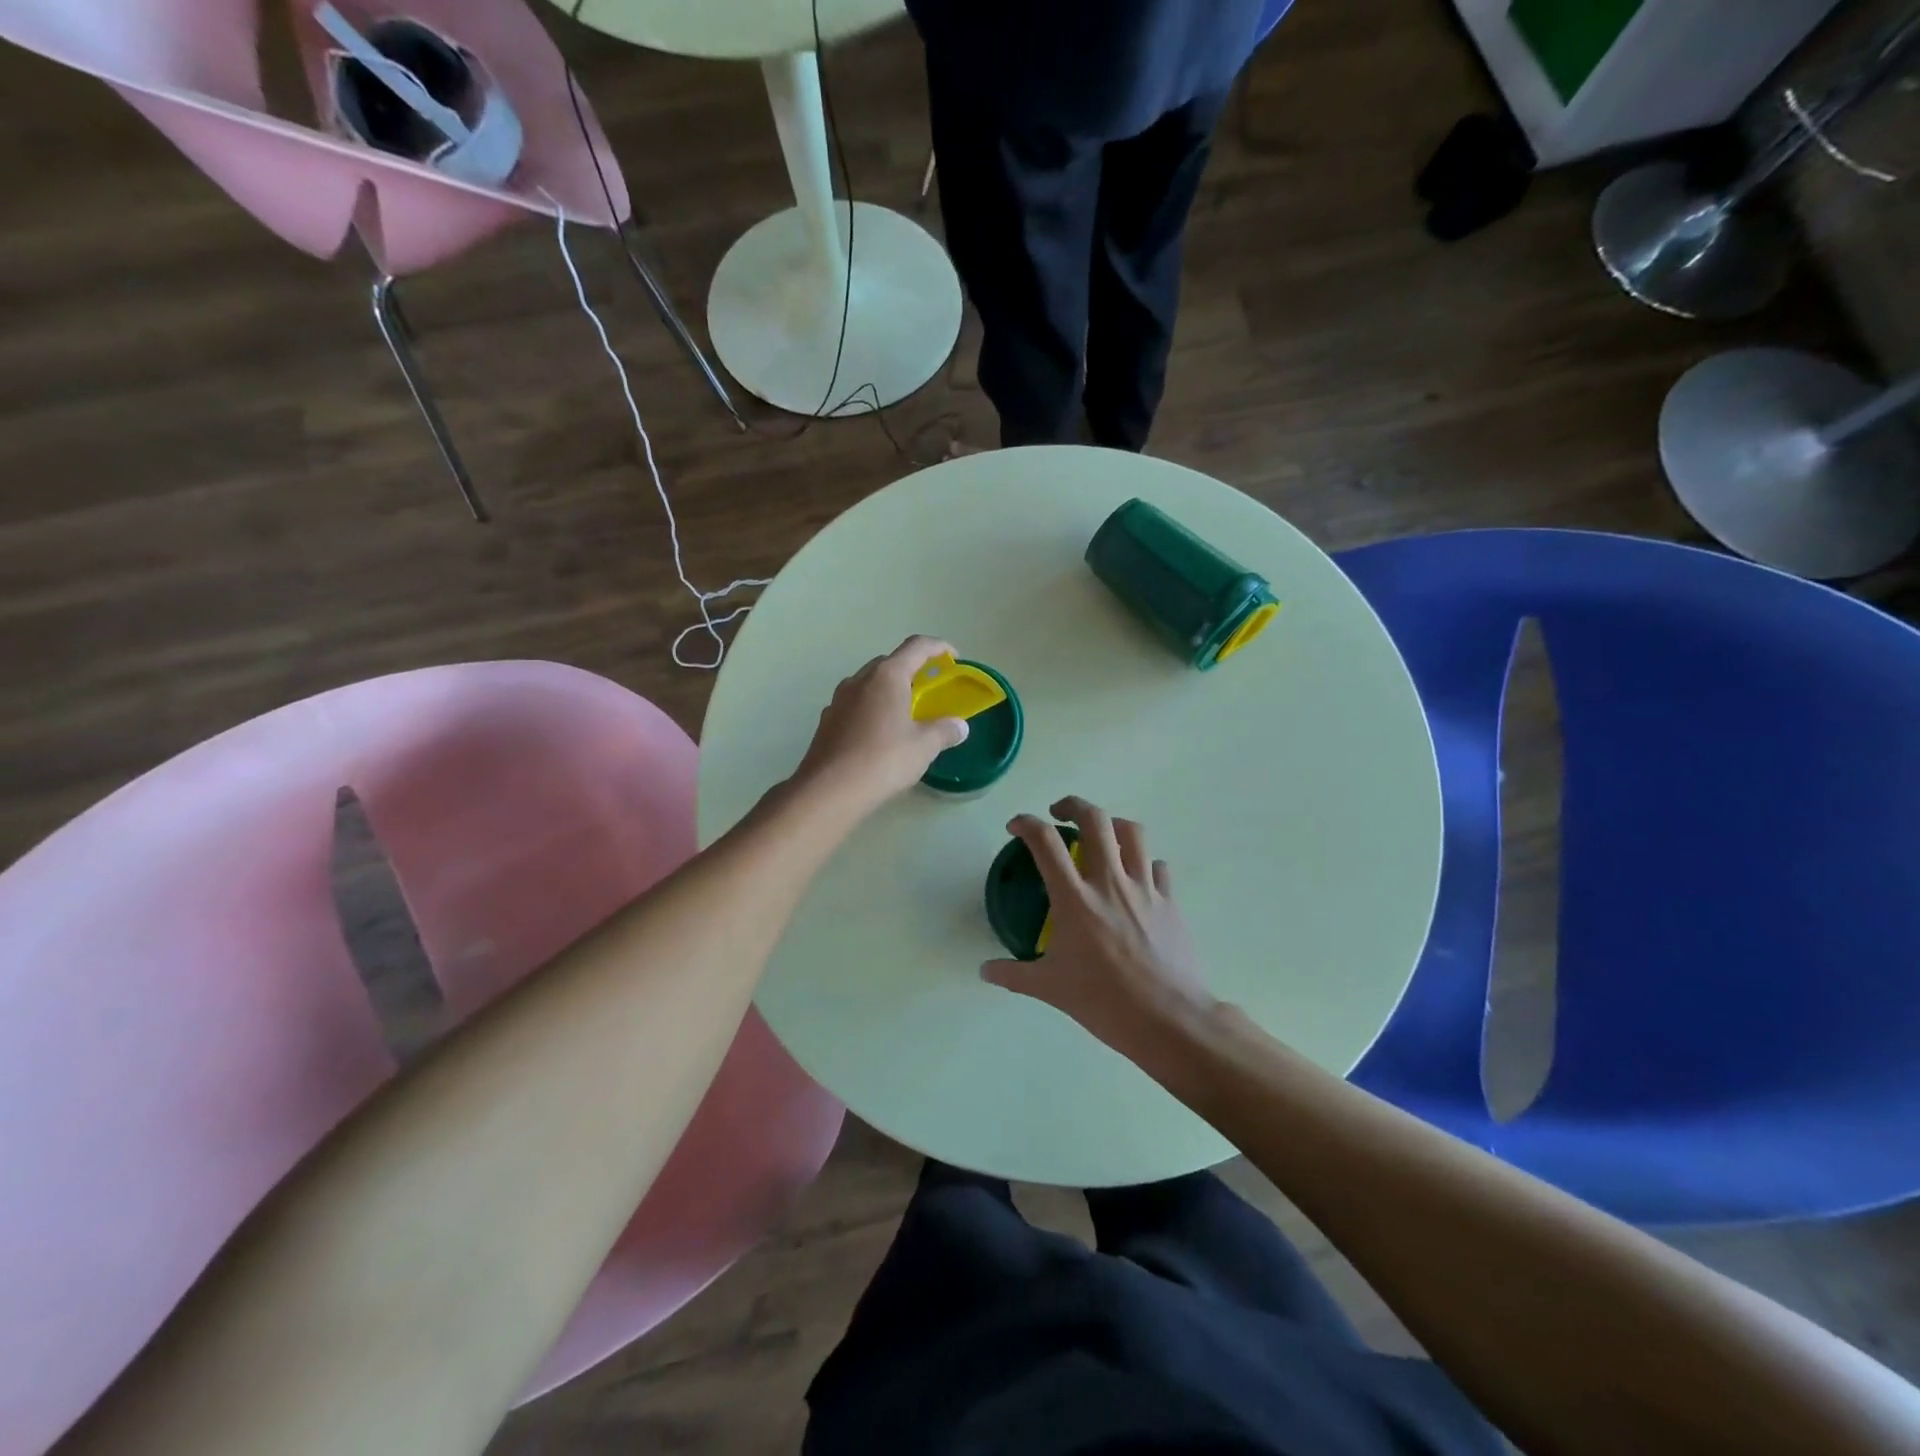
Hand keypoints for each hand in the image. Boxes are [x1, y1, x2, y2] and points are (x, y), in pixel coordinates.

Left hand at [793, 636, 969, 816]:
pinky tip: (878, 733)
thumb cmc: (883, 760)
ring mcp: (839, 699)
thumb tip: (960, 726)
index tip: (953, 657)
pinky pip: (855, 704)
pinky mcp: (827, 720)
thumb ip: (944, 731)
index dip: (939, 647)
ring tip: (904, 711)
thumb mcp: (924, 746)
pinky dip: (871, 708)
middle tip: (929, 688)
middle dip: (912, 669)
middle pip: (890, 662)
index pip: (917, 647)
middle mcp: (860, 679)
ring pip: (869, 683)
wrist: (829, 790)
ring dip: (888, 689)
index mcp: (887, 676)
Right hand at [983, 797, 1215, 1061]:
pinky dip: (1144, 862)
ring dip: (1112, 825)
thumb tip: (985, 971)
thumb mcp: (1050, 989)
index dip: (1026, 823)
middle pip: (1095, 820)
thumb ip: (1014, 974)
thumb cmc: (1104, 1002)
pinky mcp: (1170, 901)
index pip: (1045, 842)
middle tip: (1060, 813)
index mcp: (1075, 899)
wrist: (1168, 1019)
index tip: (1017, 826)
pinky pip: (1158, 867)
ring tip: (1101, 834)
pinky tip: (1136, 877)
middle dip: (1073, 805)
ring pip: (1132, 832)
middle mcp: (1110, 882)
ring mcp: (1144, 888)